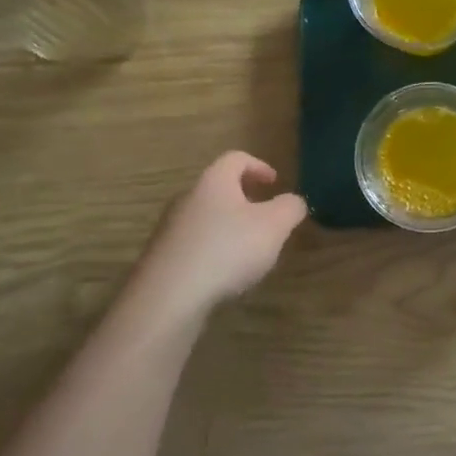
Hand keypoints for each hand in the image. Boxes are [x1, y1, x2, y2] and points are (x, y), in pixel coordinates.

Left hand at [133, 152, 307, 317]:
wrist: (169, 296)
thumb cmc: (227, 250)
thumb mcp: (274, 226)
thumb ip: (290, 208)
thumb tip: (294, 201)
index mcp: (214, 182)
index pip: (236, 159)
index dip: (259, 166)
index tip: (275, 183)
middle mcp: (187, 198)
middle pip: (218, 188)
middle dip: (244, 199)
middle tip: (265, 217)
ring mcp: (170, 229)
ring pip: (205, 217)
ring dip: (228, 227)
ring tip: (249, 250)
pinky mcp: (162, 258)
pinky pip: (193, 244)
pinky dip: (213, 250)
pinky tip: (224, 274)